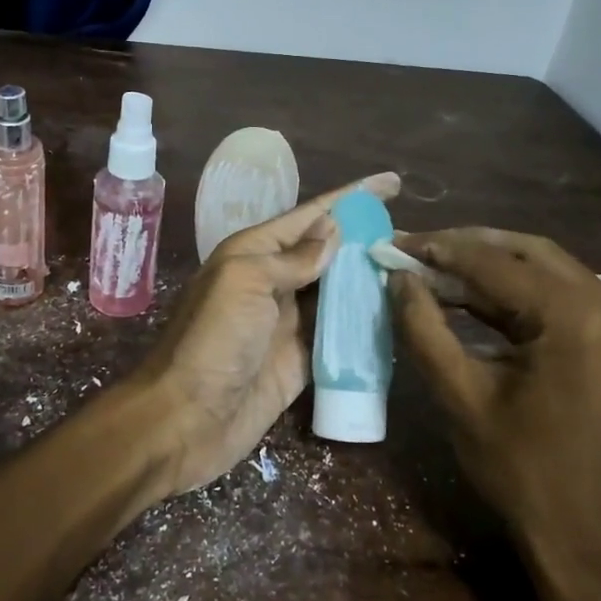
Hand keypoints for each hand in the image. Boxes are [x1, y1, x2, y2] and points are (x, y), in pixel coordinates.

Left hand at [133, 173, 400, 494]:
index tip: (393, 182)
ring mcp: (288, 322)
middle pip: (327, 251)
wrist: (187, 418)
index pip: (311, 215)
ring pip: (337, 291)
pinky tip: (396, 313)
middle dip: (366, 238)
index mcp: (254, 252)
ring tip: (413, 267)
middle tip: (412, 234)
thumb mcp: (245, 282)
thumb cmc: (213, 340)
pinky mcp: (301, 360)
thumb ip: (291, 258)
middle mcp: (273, 281)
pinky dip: (364, 323)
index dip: (350, 197)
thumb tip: (332, 231)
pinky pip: (339, 334)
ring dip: (370, 279)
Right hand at [389, 228, 600, 585]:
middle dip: (467, 247)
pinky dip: (516, 292)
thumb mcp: (460, 395)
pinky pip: (563, 295)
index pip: (496, 265)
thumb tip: (399, 278)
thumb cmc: (520, 470)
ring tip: (434, 268)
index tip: (394, 244)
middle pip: (528, 254)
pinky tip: (473, 296)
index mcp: (577, 319)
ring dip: (490, 267)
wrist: (588, 536)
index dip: (439, 251)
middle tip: (415, 249)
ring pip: (547, 269)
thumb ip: (424, 328)